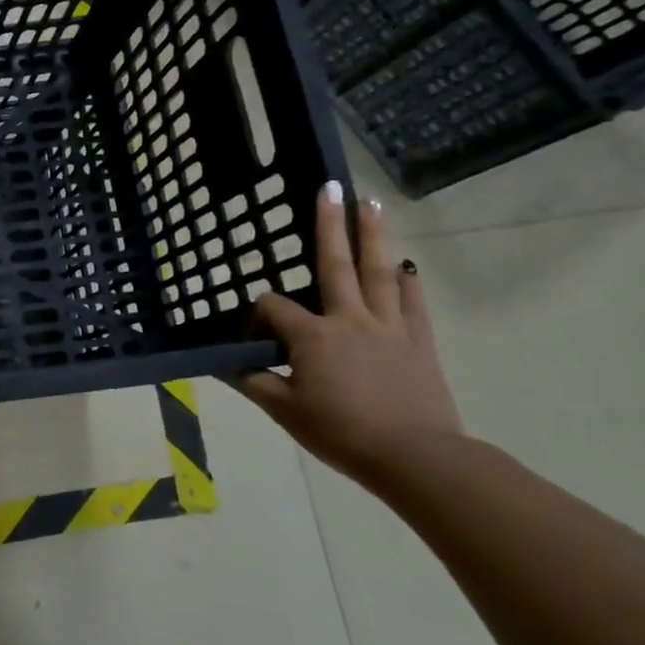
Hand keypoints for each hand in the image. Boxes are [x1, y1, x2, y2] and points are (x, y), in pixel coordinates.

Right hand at [234, 183, 463, 484]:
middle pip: (336, 264)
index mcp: (312, 336)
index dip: (257, 316)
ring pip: (379, 273)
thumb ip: (254, 381)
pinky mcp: (418, 342)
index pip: (274, 307)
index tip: (254, 339)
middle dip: (330, 225)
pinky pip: (412, 304)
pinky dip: (408, 282)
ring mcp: (389, 327)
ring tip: (371, 204)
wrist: (416, 458)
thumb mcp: (285, 411)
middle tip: (331, 186)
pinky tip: (406, 265)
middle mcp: (349, 319)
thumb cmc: (342, 432)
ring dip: (373, 236)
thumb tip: (226, 364)